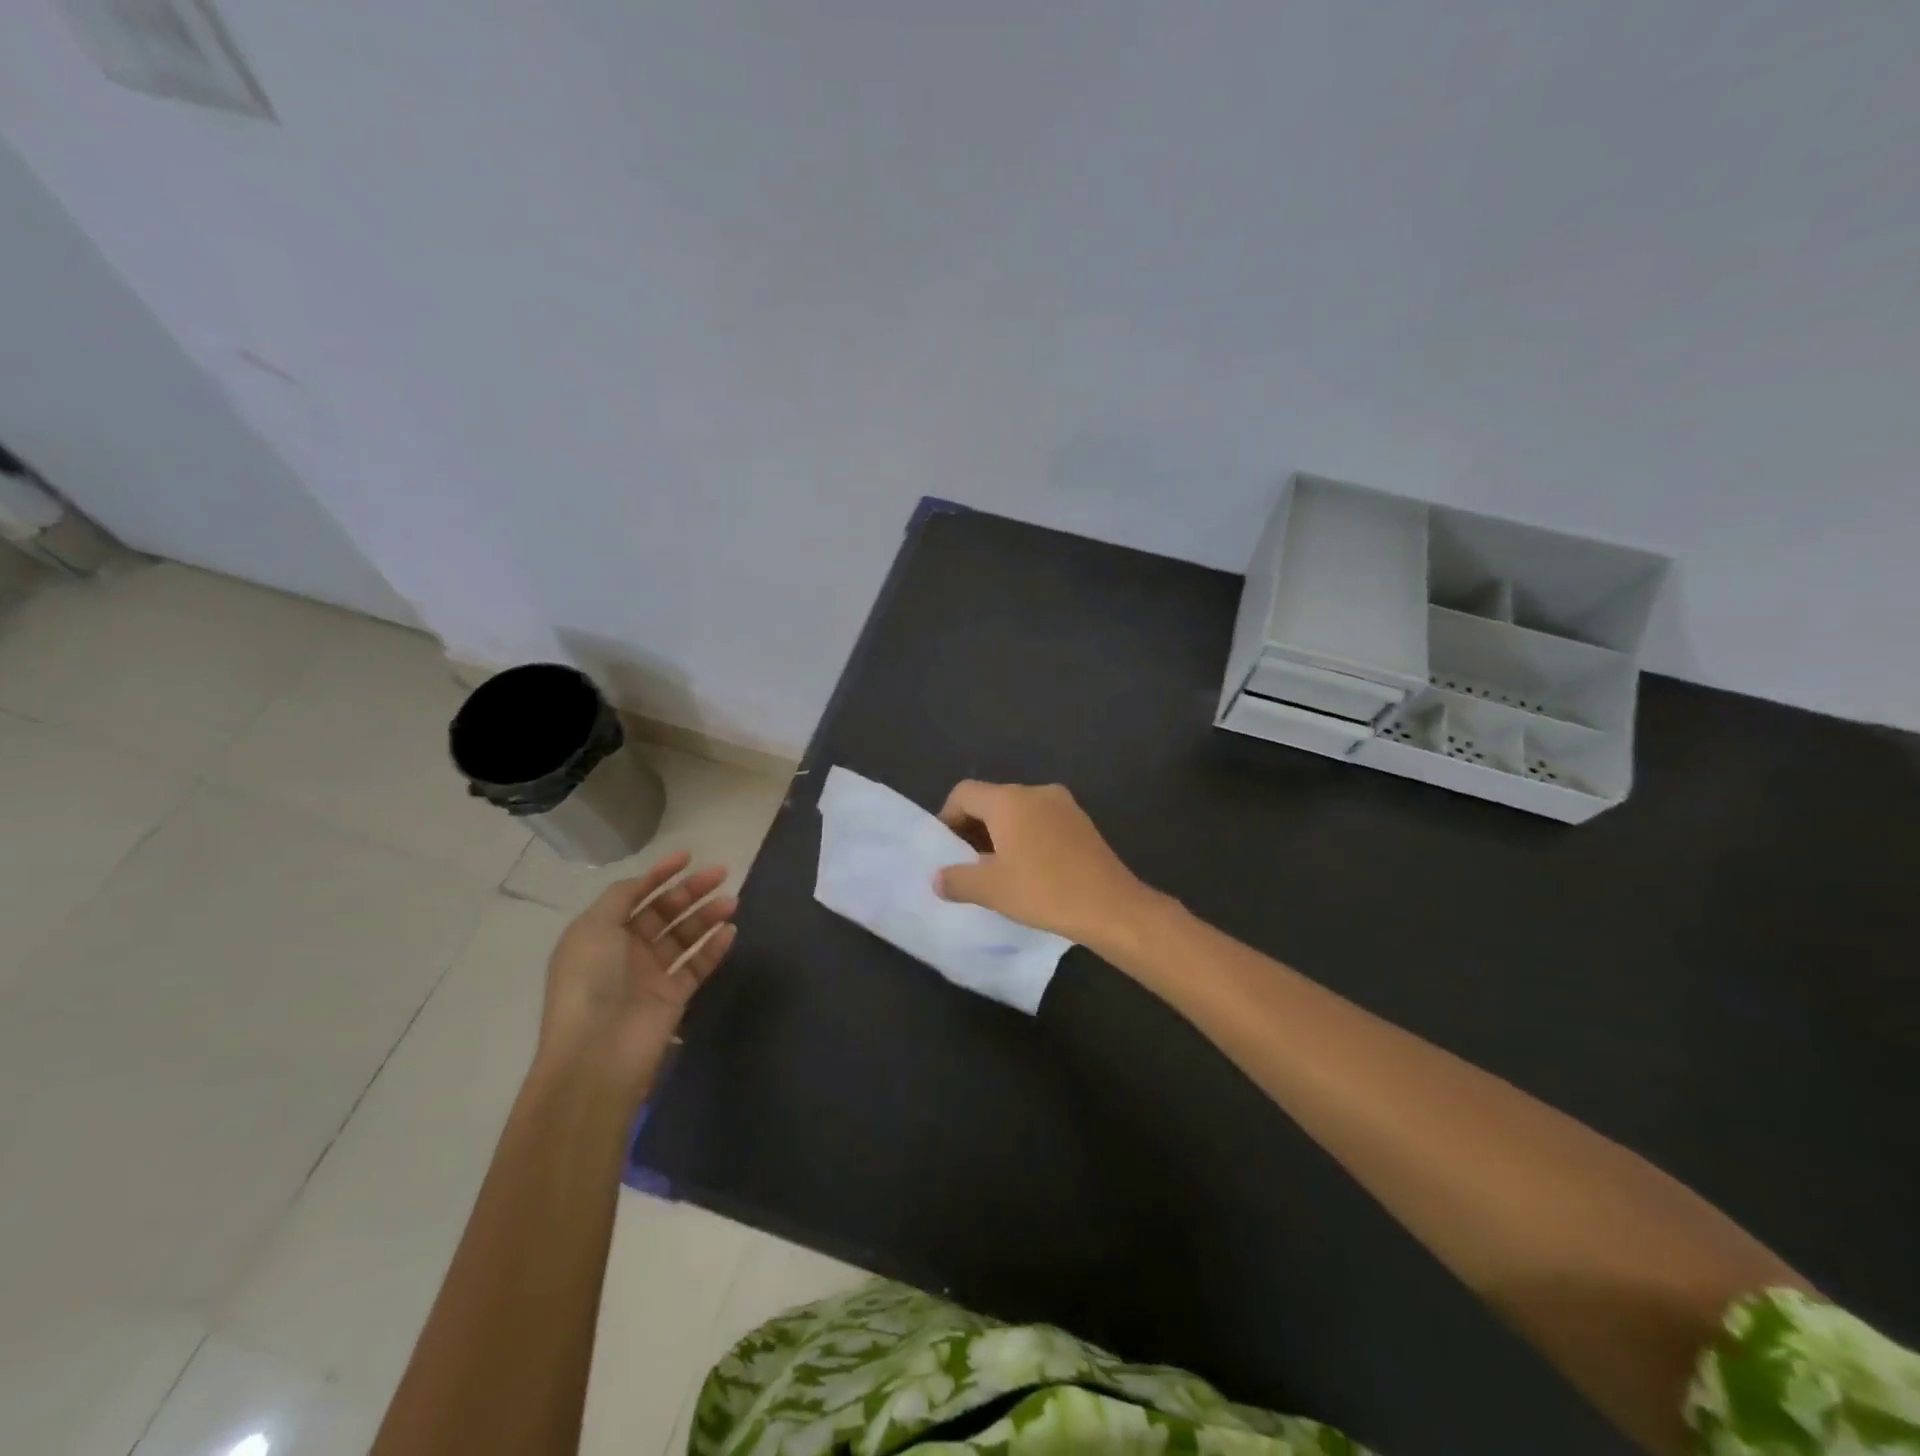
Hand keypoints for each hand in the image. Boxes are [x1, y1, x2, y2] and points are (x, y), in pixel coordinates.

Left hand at [536, 851, 737, 1097]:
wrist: (598, 1054)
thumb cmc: (590, 983)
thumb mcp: (593, 929)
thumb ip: (620, 897)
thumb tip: (644, 881)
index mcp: (600, 933)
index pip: (633, 895)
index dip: (659, 874)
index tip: (688, 856)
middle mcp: (625, 951)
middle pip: (663, 912)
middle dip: (690, 891)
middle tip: (721, 874)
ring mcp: (651, 975)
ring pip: (684, 936)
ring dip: (707, 916)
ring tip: (732, 901)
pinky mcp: (674, 997)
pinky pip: (698, 965)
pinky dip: (714, 948)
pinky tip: (731, 931)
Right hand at [933, 781, 1155, 948]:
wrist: (1110, 906)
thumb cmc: (1044, 891)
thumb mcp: (991, 890)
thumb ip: (957, 880)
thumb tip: (938, 878)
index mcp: (1009, 800)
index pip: (964, 793)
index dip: (947, 817)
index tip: (945, 849)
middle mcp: (1035, 792)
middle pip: (992, 800)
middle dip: (973, 828)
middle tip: (966, 863)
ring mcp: (1063, 804)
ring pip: (1018, 811)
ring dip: (1001, 834)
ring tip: (996, 870)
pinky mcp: (1082, 822)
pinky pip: (1042, 821)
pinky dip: (1026, 837)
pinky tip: (1029, 870)